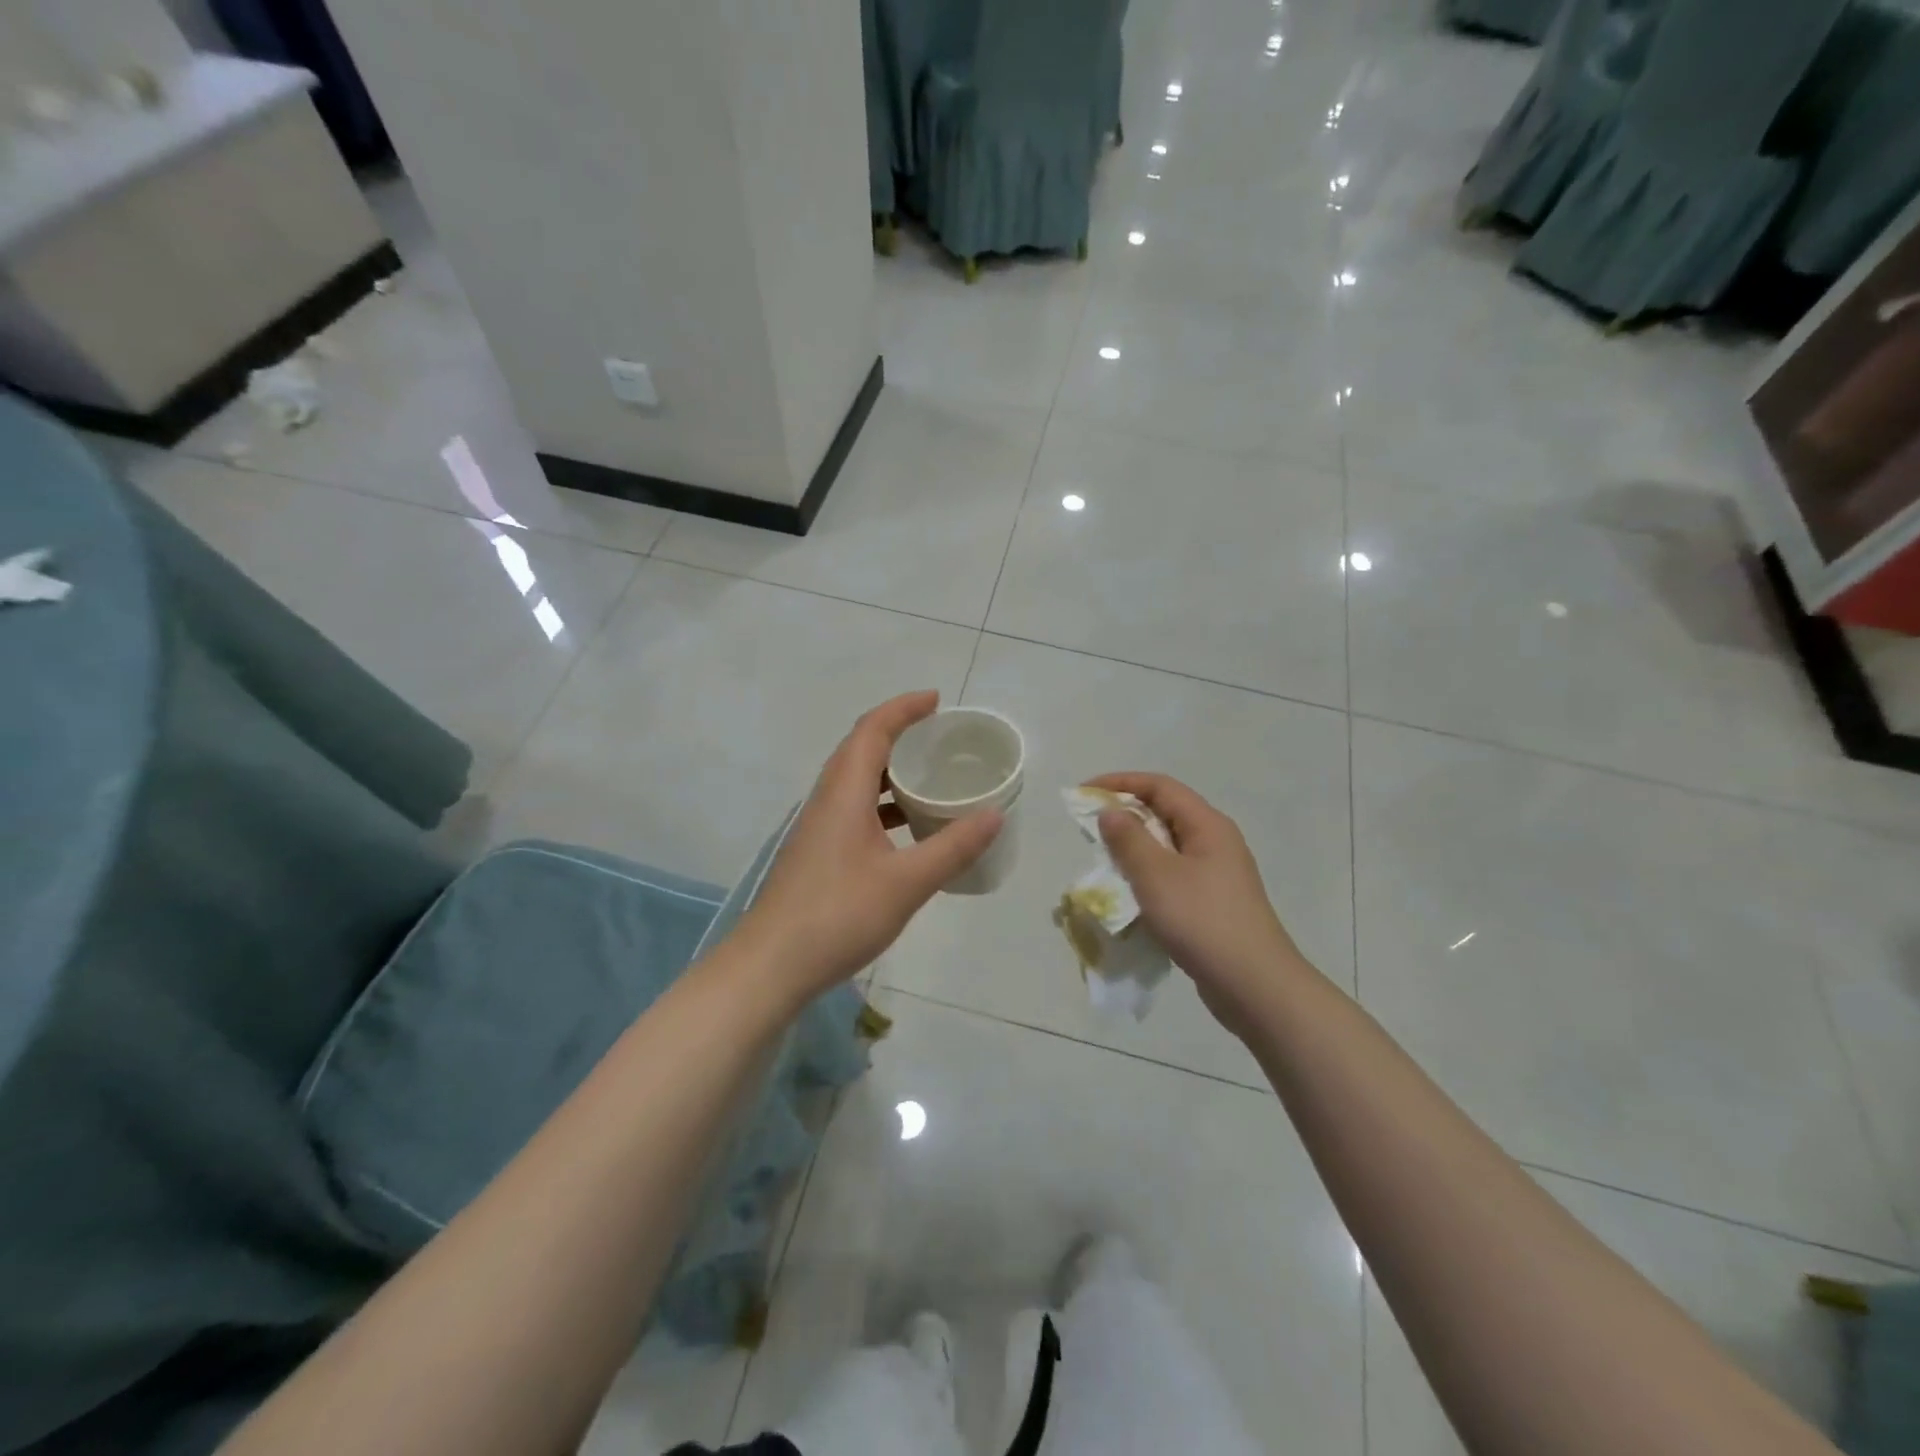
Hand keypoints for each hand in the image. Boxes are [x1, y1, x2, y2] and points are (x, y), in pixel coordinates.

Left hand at [734, 692, 1003, 1004]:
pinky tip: (906, 832)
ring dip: (890, 772)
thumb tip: (995, 814)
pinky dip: (883, 805)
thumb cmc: (839, 915)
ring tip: (930, 779)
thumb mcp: (907, 882)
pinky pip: (854, 809)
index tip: (936, 701)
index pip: (873, 730)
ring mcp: (818, 827)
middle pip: (861, 749)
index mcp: (844, 792)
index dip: (904, 708)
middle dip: (899, 734)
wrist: (772, 965)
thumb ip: (953, 847)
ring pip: (856, 782)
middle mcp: (827, 799)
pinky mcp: (818, 852)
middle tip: (939, 739)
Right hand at [1086, 773, 1303, 1039]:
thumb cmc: (1203, 921)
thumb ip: (1129, 839)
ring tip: (1104, 863)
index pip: (1160, 786)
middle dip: (1124, 816)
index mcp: (1207, 825)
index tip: (1083, 794)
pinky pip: (1173, 876)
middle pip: (1164, 813)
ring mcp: (1216, 874)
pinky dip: (1147, 877)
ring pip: (1167, 847)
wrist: (1254, 986)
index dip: (1119, 783)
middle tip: (1089, 831)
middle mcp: (1215, 842)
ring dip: (1134, 849)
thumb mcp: (1157, 876)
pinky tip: (1130, 897)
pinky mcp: (1212, 903)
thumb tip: (1110, 812)